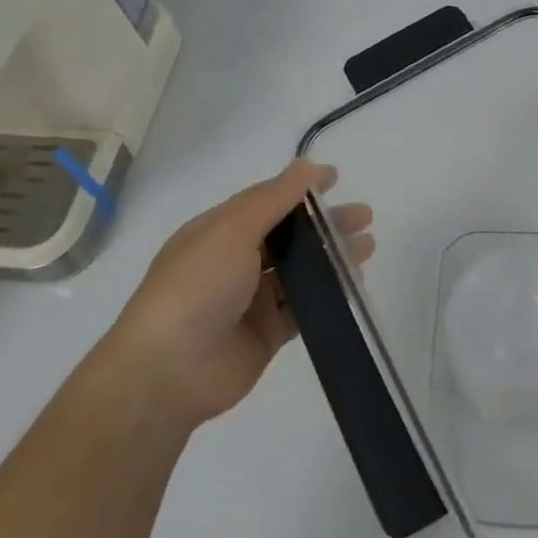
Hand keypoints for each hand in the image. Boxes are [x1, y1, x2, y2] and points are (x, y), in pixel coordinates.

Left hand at [109, 161, 373, 426]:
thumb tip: (306, 166)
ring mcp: (251, 299)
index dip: (301, 188)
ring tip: (367, 247)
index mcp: (218, 231)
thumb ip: (273, 199)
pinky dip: (328, 296)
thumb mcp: (232, 231)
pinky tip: (353, 285)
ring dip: (332, 257)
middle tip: (364, 217)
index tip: (337, 179)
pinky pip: (304, 307)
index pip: (266, 200)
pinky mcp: (266, 333)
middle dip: (326, 224)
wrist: (169, 371)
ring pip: (300, 271)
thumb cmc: (197, 287)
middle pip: (289, 235)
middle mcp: (235, 261)